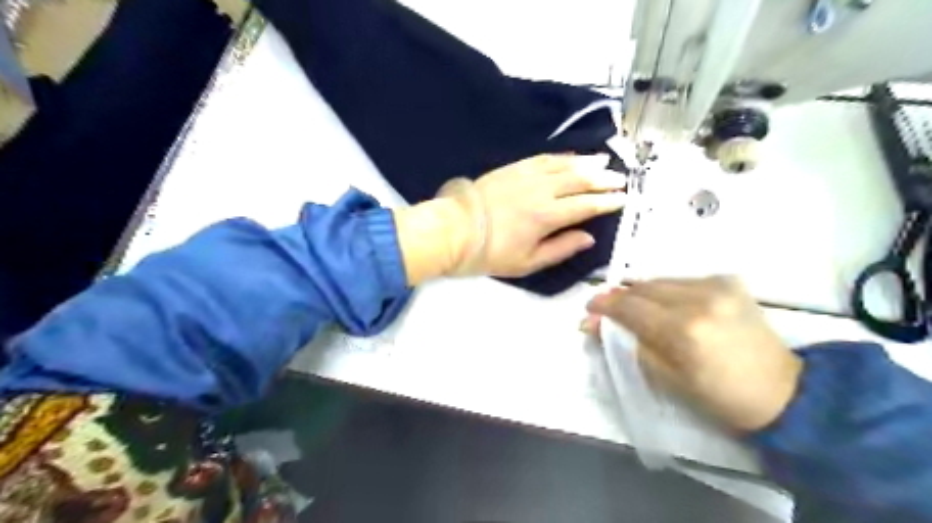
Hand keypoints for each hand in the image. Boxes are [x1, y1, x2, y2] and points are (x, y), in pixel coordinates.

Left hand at [395, 155, 624, 284]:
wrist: (455, 230)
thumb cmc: (491, 253)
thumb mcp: (528, 262)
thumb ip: (561, 248)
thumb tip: (589, 237)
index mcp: (548, 216)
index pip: (586, 205)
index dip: (607, 202)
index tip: (623, 198)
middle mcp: (542, 190)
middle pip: (580, 180)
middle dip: (603, 179)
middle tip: (621, 179)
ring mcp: (526, 176)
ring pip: (564, 165)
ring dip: (586, 163)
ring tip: (603, 163)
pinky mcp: (512, 168)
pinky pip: (543, 158)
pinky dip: (561, 157)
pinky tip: (570, 157)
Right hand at [584, 275, 805, 430]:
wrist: (784, 392)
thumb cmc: (719, 397)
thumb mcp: (665, 378)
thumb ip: (628, 345)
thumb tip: (593, 324)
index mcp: (683, 330)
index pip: (629, 306)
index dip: (604, 305)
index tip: (589, 308)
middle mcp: (699, 299)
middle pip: (643, 287)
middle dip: (621, 297)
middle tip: (608, 311)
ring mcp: (718, 285)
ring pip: (661, 280)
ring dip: (643, 293)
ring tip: (636, 309)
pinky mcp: (730, 281)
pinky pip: (683, 280)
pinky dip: (667, 291)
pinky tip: (667, 305)